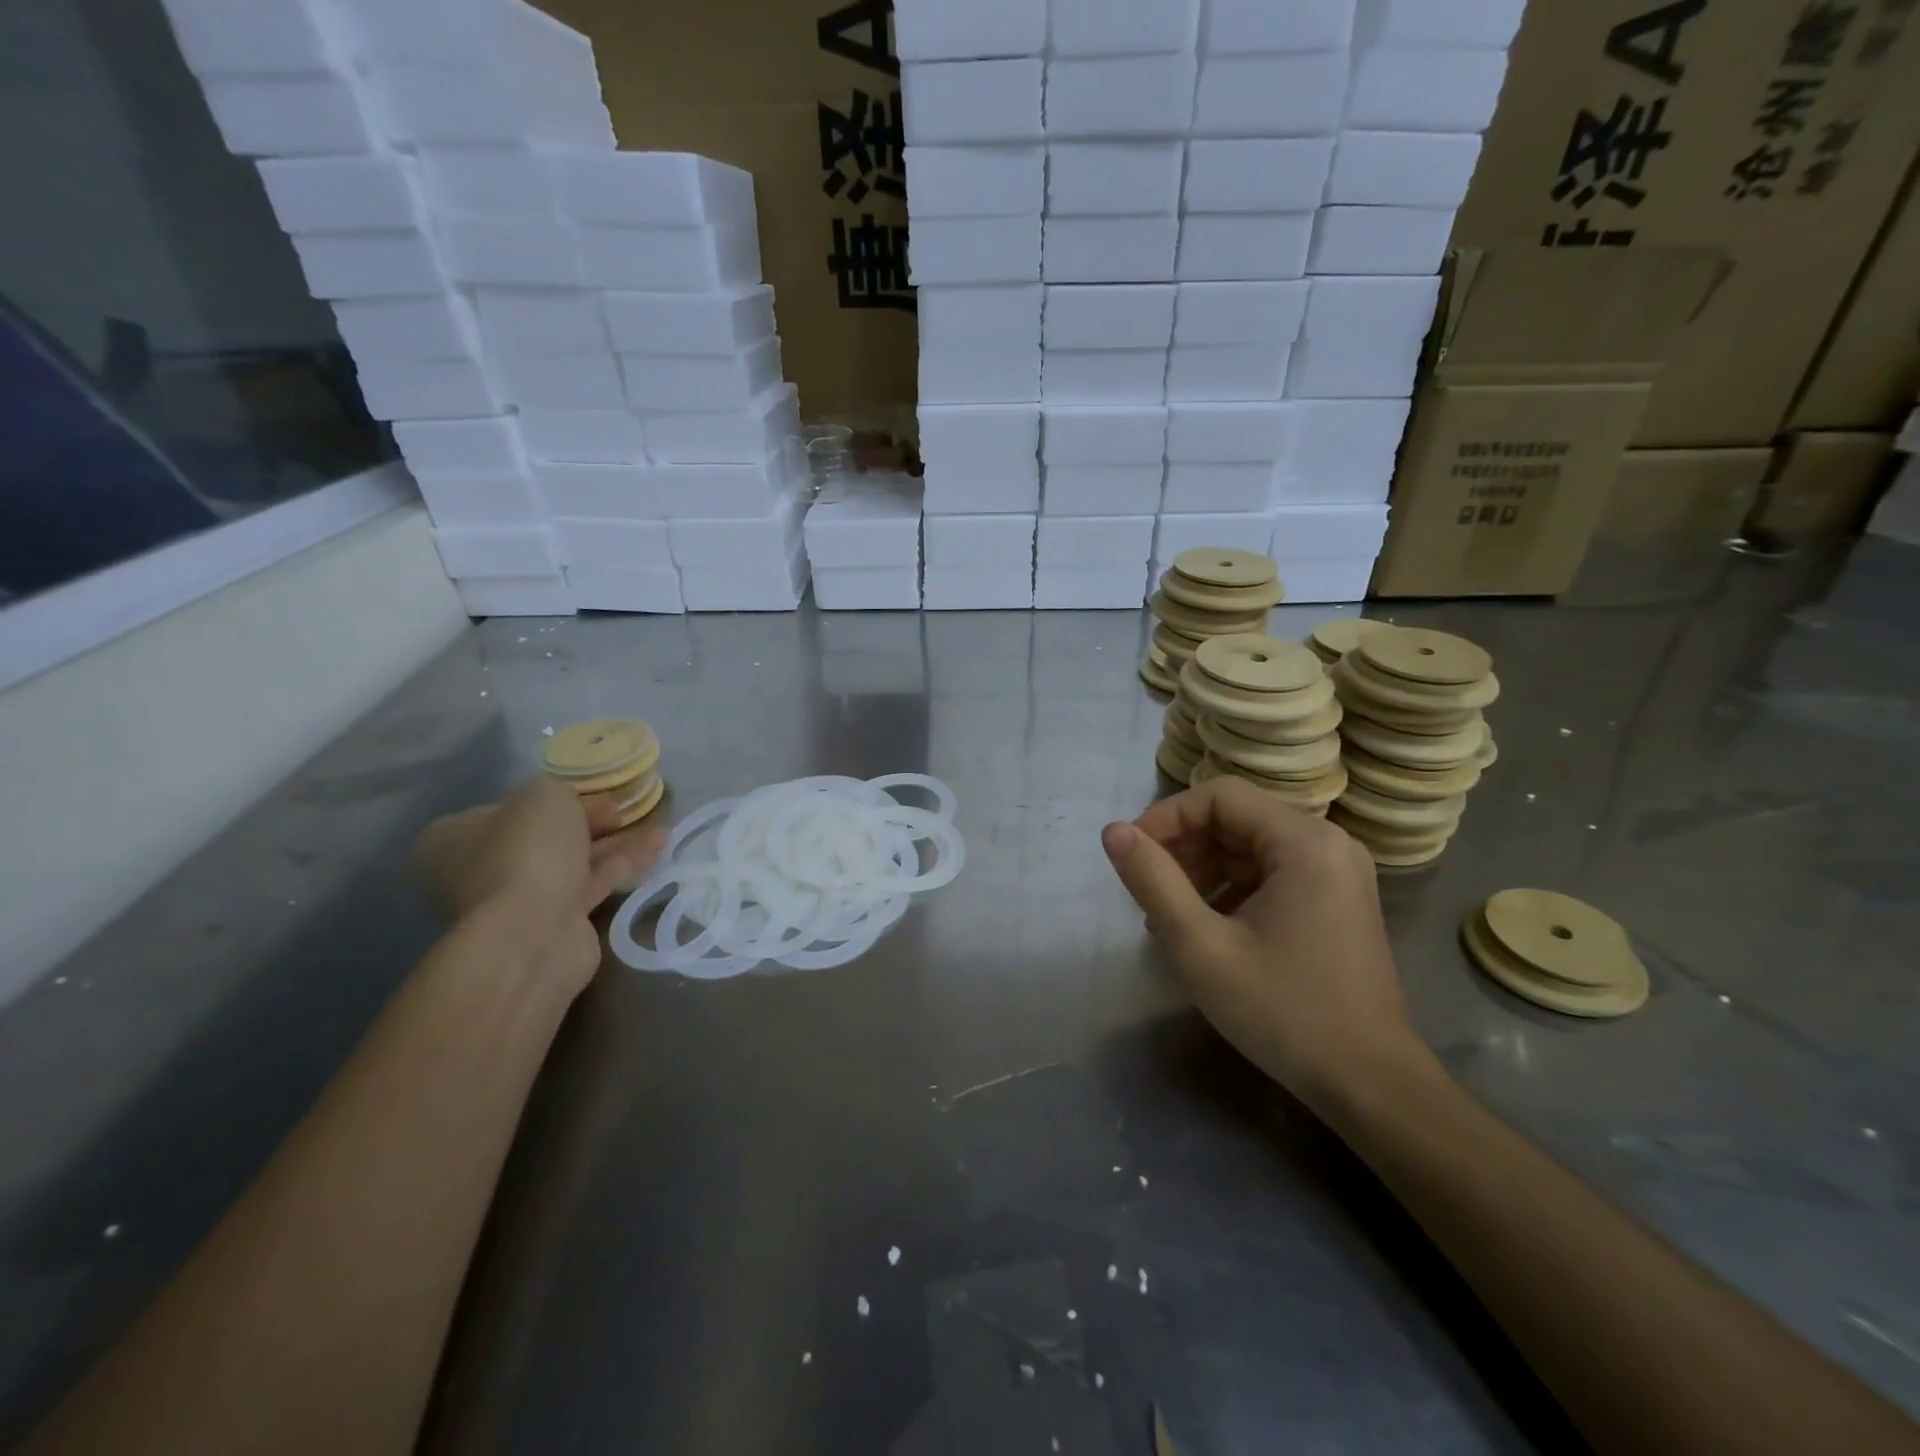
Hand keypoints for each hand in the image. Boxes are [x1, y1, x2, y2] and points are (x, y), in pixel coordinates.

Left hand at [412, 777, 665, 993]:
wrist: (535, 932)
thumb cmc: (527, 852)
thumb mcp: (543, 795)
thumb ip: (556, 790)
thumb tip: (567, 806)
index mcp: (455, 838)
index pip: (506, 808)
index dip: (550, 797)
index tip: (590, 791)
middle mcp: (482, 869)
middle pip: (544, 835)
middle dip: (588, 820)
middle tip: (622, 809)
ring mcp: (521, 898)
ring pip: (574, 859)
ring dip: (614, 840)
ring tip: (656, 821)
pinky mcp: (559, 920)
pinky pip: (595, 882)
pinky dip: (624, 861)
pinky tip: (658, 843)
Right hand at [1101, 777, 1424, 1110]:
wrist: (1369, 1084)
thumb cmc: (1283, 1011)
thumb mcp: (1201, 946)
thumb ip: (1153, 881)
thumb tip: (1113, 831)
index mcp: (1304, 842)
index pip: (1219, 797)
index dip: (1167, 818)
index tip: (1132, 855)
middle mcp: (1328, 843)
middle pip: (1236, 818)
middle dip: (1183, 848)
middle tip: (1148, 892)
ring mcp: (1337, 872)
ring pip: (1250, 846)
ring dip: (1203, 870)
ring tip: (1169, 916)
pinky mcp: (1336, 900)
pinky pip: (1271, 873)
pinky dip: (1231, 889)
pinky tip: (1205, 927)